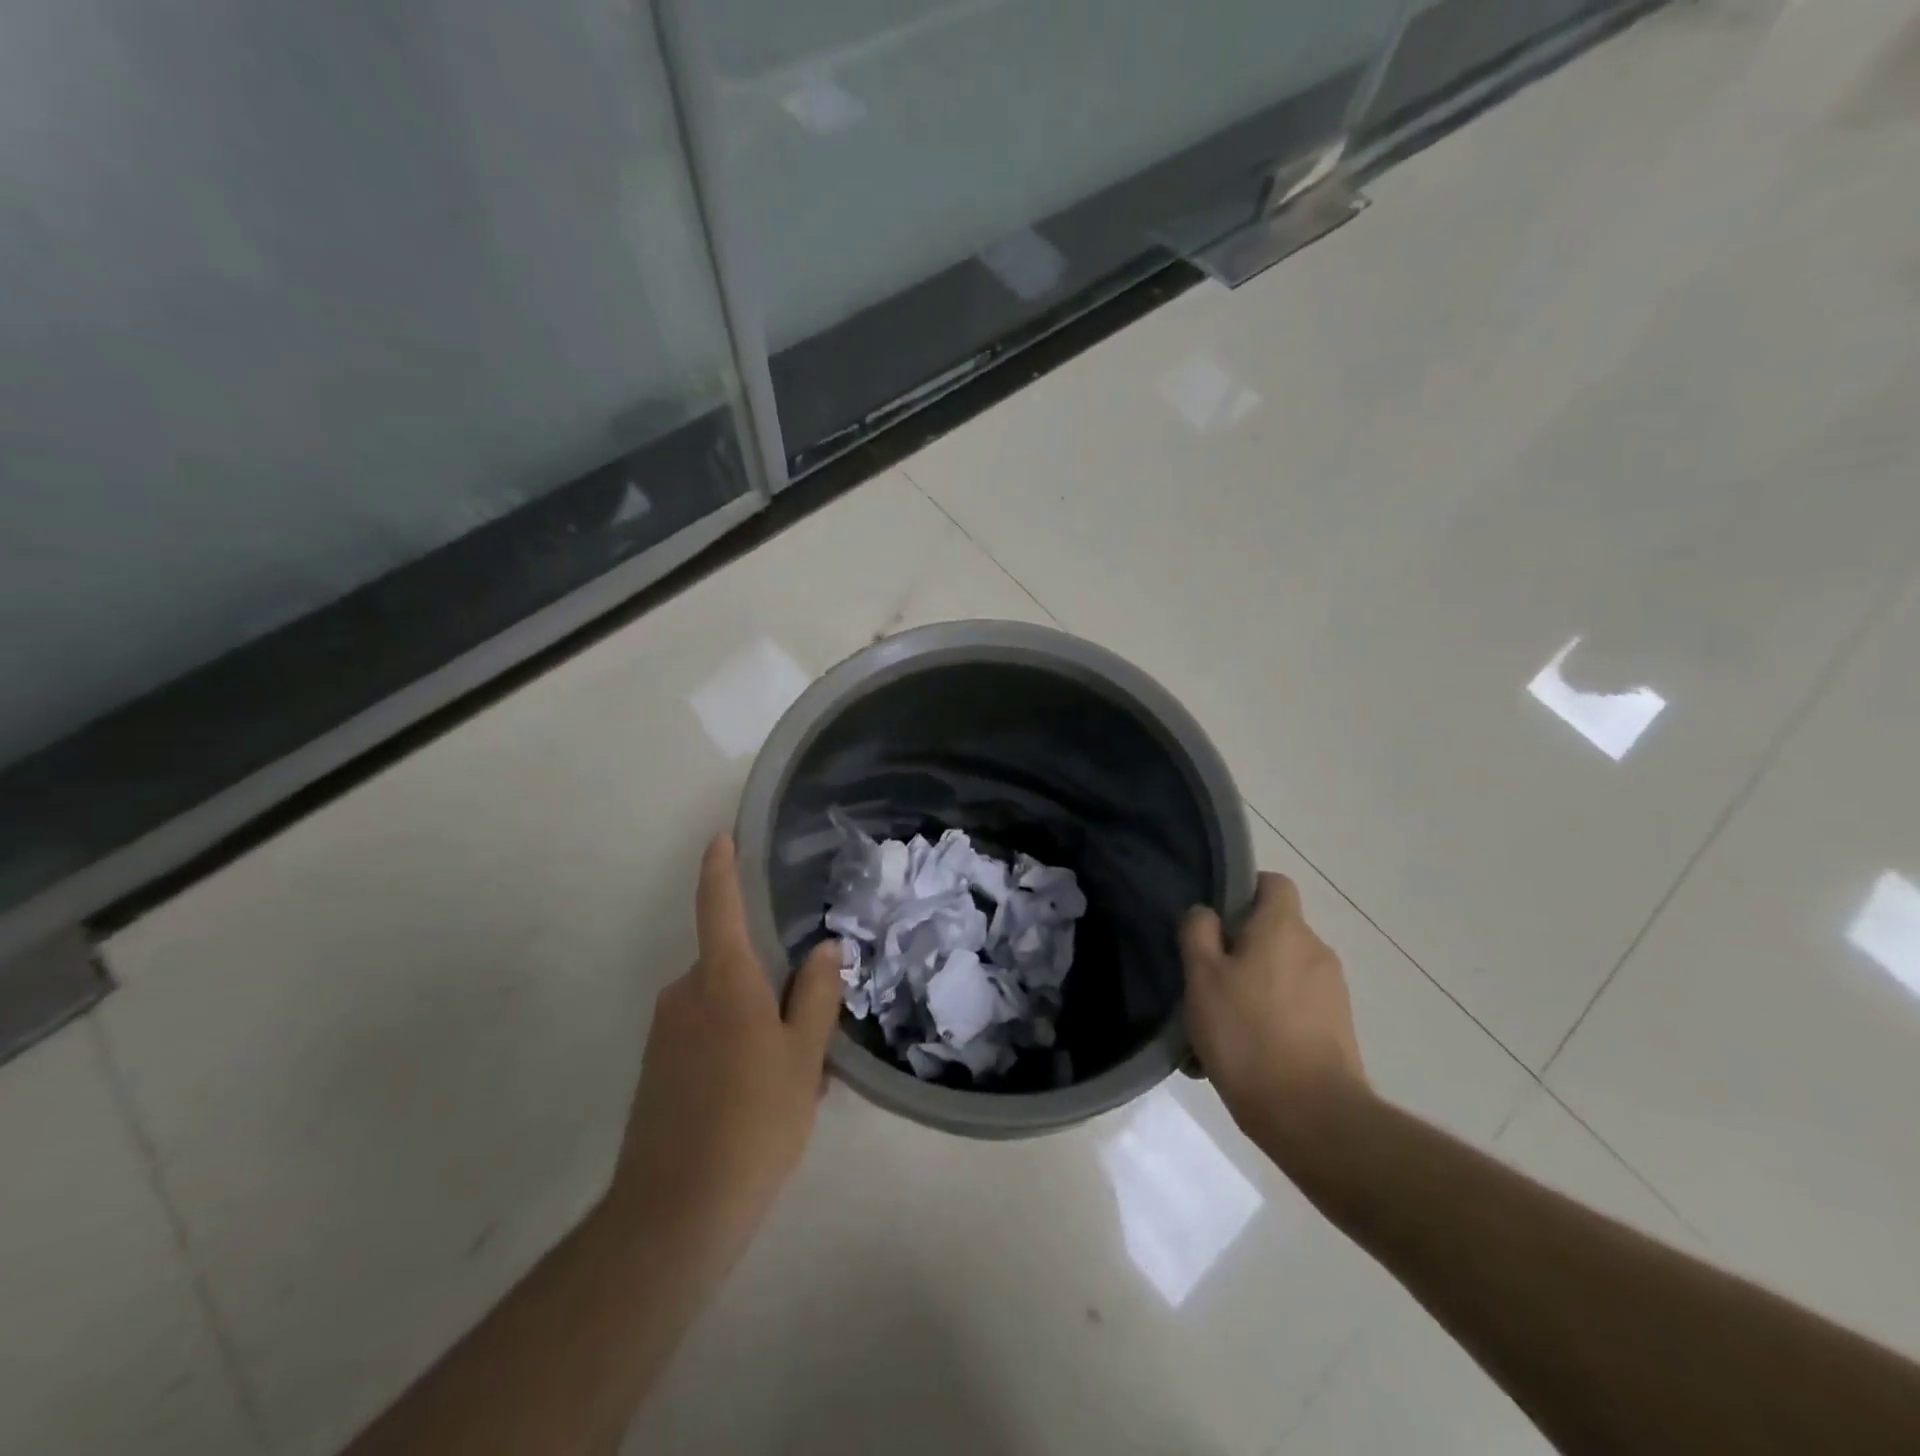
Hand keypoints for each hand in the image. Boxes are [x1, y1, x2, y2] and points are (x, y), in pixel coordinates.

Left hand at [608, 833, 842, 1265]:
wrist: (673, 1214)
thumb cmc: (752, 1123)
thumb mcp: (804, 1058)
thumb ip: (817, 997)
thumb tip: (825, 949)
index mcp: (723, 981)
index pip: (718, 906)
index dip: (721, 868)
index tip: (723, 837)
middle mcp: (685, 995)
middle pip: (732, 965)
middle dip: (770, 984)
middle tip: (812, 1029)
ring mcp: (665, 1034)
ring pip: (722, 1007)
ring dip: (757, 1024)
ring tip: (795, 1078)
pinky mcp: (657, 1070)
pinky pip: (705, 1038)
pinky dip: (735, 1050)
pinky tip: (761, 1100)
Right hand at [1181, 872, 1369, 1158]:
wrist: (1312, 1116)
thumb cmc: (1247, 1034)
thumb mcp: (1202, 977)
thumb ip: (1198, 933)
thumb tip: (1205, 913)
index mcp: (1284, 927)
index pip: (1273, 883)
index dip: (1244, 891)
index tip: (1216, 921)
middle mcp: (1316, 949)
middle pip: (1275, 930)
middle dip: (1244, 947)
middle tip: (1208, 978)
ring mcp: (1333, 990)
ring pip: (1284, 971)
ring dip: (1256, 984)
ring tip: (1223, 1022)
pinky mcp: (1339, 1028)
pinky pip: (1297, 1006)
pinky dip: (1274, 1015)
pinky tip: (1246, 1049)